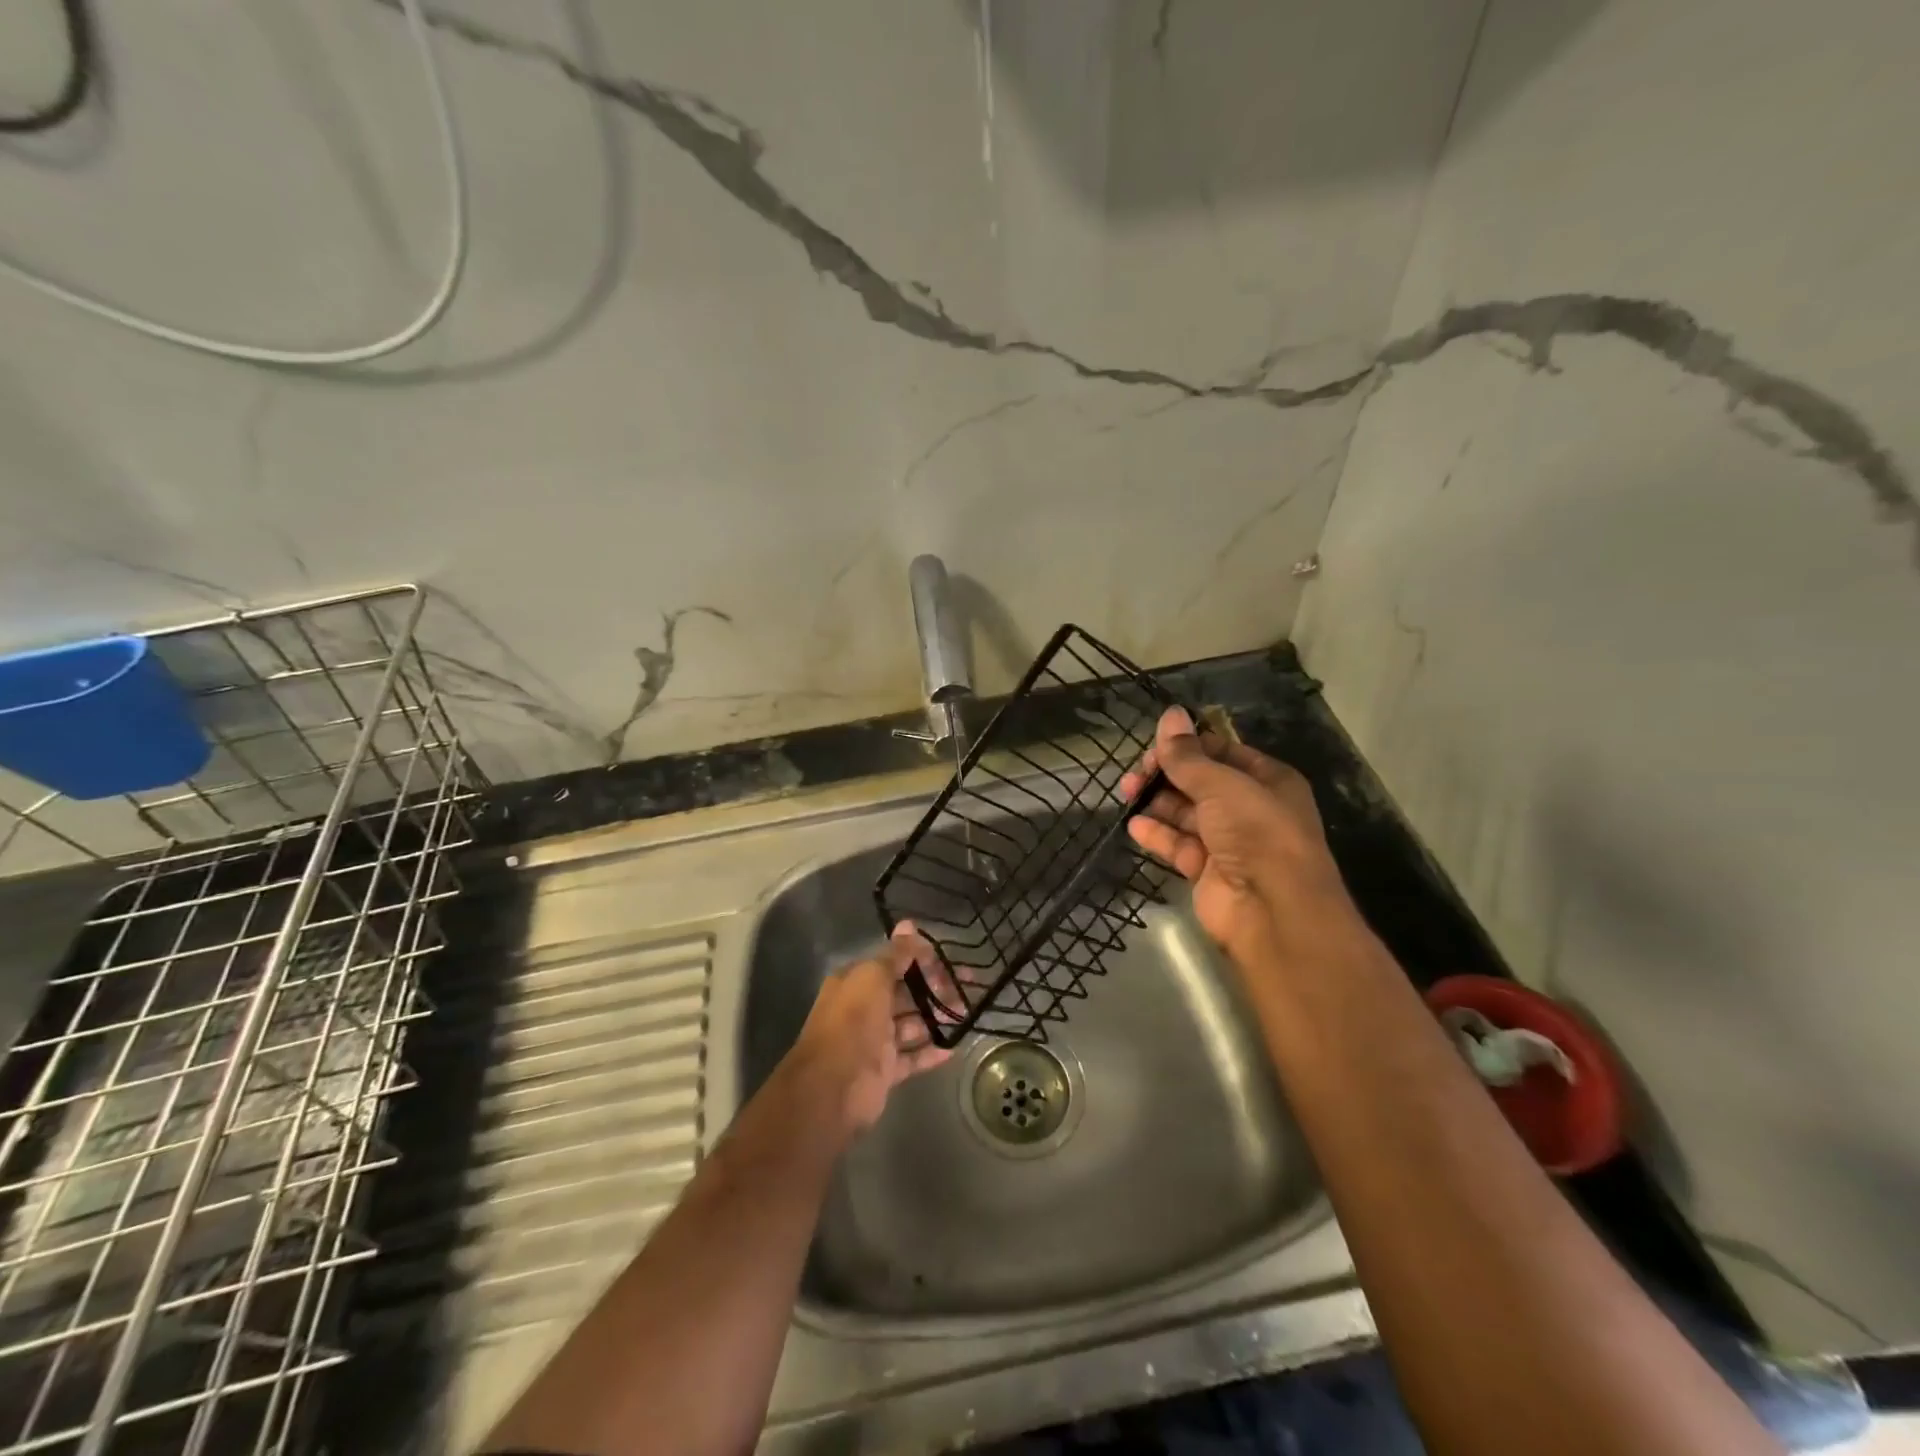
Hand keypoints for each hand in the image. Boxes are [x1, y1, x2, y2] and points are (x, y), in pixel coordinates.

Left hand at [789, 921, 955, 1134]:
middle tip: (967, 986)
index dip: (920, 959)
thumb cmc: (852, 1022)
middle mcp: (864, 1008)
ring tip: (966, 1012)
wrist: (833, 1087)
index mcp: (856, 982)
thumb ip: (895, 954)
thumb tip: (909, 924)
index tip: (949, 960)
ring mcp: (875, 1041)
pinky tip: (954, 1046)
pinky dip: (931, 1051)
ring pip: (911, 1024)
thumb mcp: (873, 977)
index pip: (892, 963)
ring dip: (936, 1017)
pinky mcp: (884, 1071)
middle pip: (904, 993)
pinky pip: (912, 1057)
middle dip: (934, 987)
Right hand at [1118, 706, 1357, 963]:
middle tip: (1135, 776)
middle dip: (1166, 775)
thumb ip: (1188, 755)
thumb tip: (1169, 714)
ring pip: (1186, 814)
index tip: (1153, 748)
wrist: (1273, 909)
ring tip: (1128, 795)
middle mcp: (1249, 808)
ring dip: (1157, 803)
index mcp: (1266, 780)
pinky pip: (1179, 845)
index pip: (1220, 752)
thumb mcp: (1221, 784)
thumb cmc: (1256, 832)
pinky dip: (1157, 835)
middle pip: (1199, 782)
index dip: (1187, 747)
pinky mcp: (1208, 871)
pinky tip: (1135, 825)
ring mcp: (1228, 842)